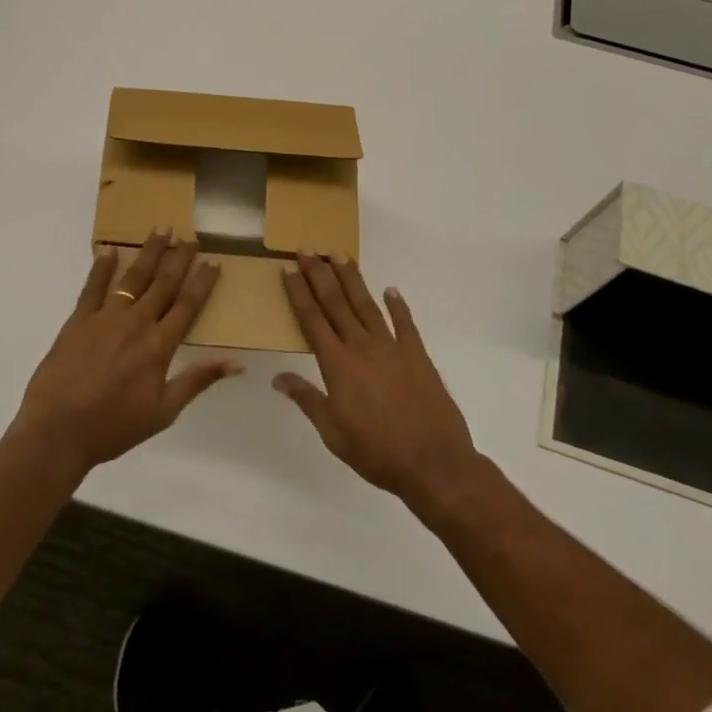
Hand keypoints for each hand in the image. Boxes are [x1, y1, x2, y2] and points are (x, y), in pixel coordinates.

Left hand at [12, 231, 239, 475]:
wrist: (57, 431)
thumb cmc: (113, 426)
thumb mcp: (164, 411)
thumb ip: (198, 380)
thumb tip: (237, 362)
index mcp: (159, 346)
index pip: (187, 306)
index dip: (202, 282)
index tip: (213, 262)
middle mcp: (136, 323)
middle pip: (163, 284)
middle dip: (179, 258)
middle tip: (190, 236)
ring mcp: (105, 318)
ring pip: (132, 278)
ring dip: (148, 253)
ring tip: (160, 230)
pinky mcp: (78, 320)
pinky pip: (93, 287)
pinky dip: (101, 267)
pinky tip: (109, 249)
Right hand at [275, 253, 480, 508]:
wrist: (433, 463)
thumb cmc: (377, 452)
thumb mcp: (333, 433)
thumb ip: (307, 400)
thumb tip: (278, 378)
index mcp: (337, 365)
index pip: (312, 320)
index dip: (299, 293)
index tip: (289, 269)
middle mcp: (362, 347)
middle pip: (336, 303)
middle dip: (319, 274)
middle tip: (308, 248)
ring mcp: (392, 348)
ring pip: (367, 305)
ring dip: (352, 279)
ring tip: (339, 255)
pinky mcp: (418, 355)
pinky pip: (405, 324)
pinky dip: (398, 306)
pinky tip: (391, 290)